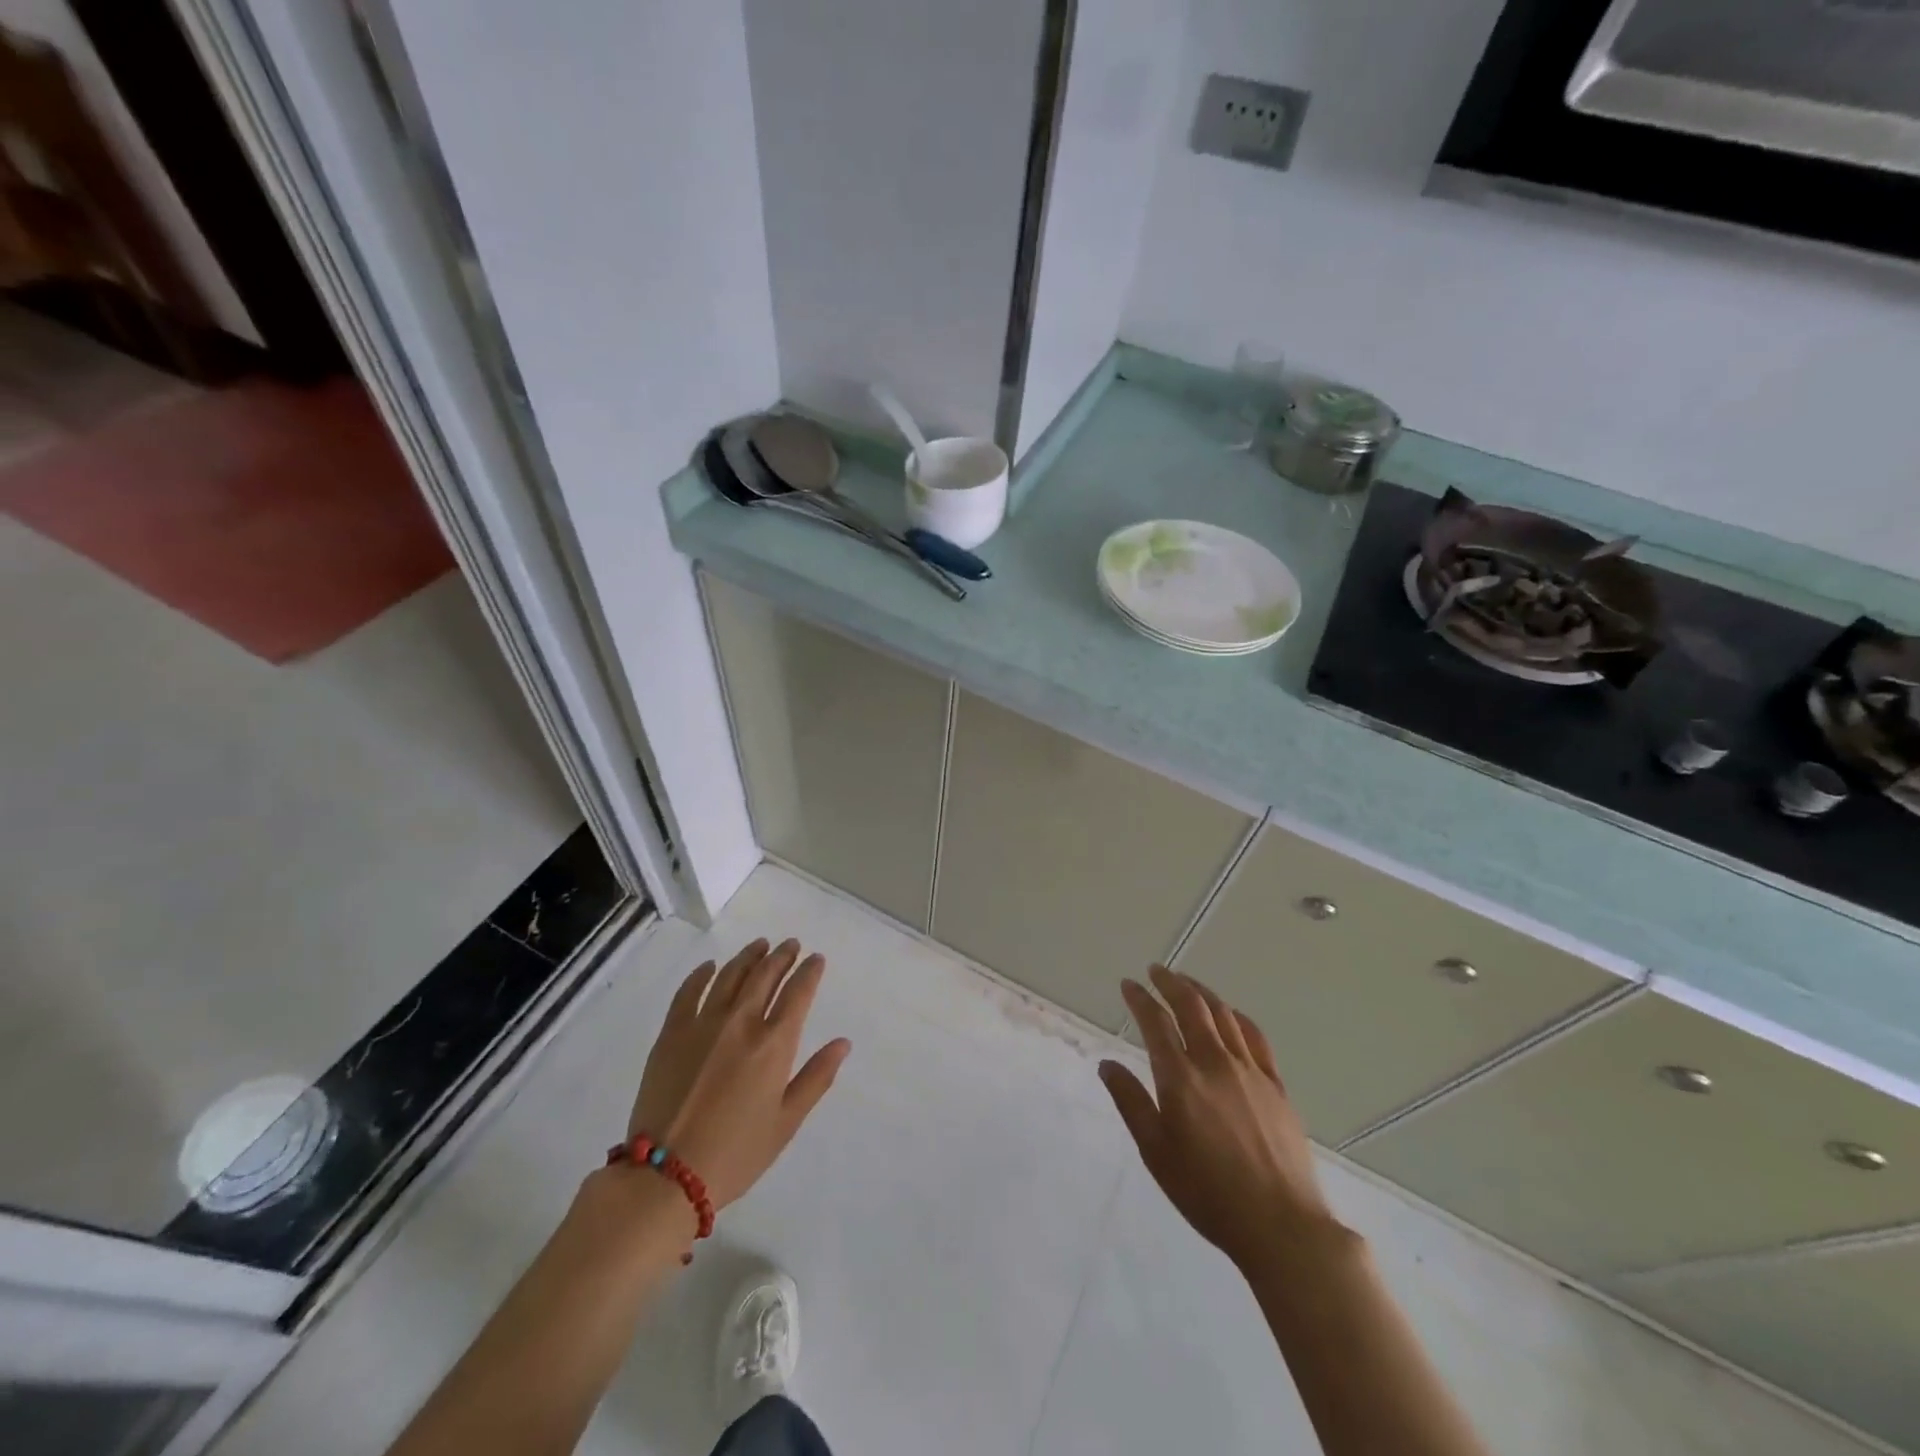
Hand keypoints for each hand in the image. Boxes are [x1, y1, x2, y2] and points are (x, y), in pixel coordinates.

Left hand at [626, 937, 849, 1210]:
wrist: (664, 1176)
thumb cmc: (735, 1154)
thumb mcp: (786, 1123)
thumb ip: (816, 1078)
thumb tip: (843, 1043)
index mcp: (773, 1045)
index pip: (798, 993)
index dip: (810, 972)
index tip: (816, 959)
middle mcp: (741, 1023)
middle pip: (765, 976)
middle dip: (782, 956)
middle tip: (791, 945)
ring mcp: (702, 1024)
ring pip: (730, 975)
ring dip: (749, 957)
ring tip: (760, 945)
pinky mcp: (671, 1033)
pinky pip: (689, 992)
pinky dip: (702, 974)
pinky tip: (710, 967)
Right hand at [1101, 966, 1338, 1271]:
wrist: (1281, 1225)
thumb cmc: (1208, 1193)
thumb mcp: (1156, 1153)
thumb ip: (1131, 1102)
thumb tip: (1107, 1064)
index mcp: (1180, 1078)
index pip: (1155, 1023)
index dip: (1140, 999)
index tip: (1128, 984)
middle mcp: (1214, 1062)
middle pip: (1191, 1006)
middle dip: (1170, 983)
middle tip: (1156, 970)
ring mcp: (1250, 1070)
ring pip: (1223, 1014)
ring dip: (1201, 992)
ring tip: (1187, 983)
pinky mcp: (1275, 1085)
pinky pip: (1255, 1037)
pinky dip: (1236, 1016)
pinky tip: (1230, 1015)